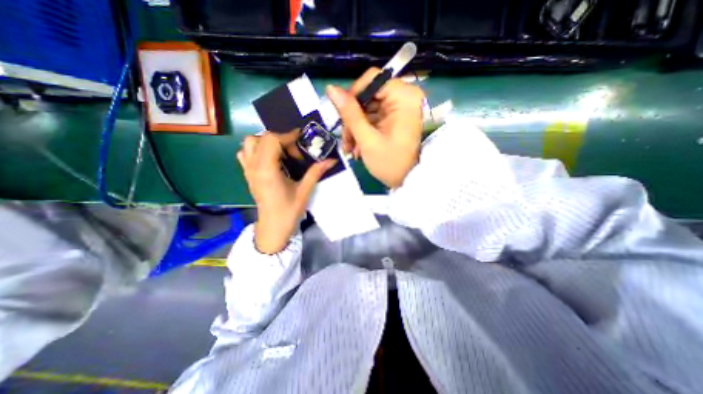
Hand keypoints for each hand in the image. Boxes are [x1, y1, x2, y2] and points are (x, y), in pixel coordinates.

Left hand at [237, 133, 333, 253]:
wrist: (273, 227)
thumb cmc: (288, 211)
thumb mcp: (304, 191)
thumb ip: (315, 173)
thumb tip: (331, 160)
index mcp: (267, 171)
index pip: (271, 140)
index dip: (287, 136)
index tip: (301, 140)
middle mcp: (254, 167)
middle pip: (260, 138)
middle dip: (280, 139)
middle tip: (294, 152)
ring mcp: (248, 170)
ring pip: (250, 143)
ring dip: (267, 142)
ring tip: (282, 153)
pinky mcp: (248, 174)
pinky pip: (246, 153)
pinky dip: (257, 149)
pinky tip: (270, 159)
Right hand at [328, 67, 421, 189]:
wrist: (408, 181)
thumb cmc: (390, 163)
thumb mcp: (367, 139)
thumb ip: (349, 113)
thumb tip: (331, 88)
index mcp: (404, 96)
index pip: (371, 79)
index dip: (353, 96)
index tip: (342, 118)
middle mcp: (405, 96)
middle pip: (368, 95)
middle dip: (353, 119)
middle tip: (346, 141)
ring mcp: (400, 108)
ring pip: (368, 108)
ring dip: (356, 128)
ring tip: (350, 149)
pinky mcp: (396, 118)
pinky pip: (374, 117)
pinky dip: (364, 131)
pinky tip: (358, 147)